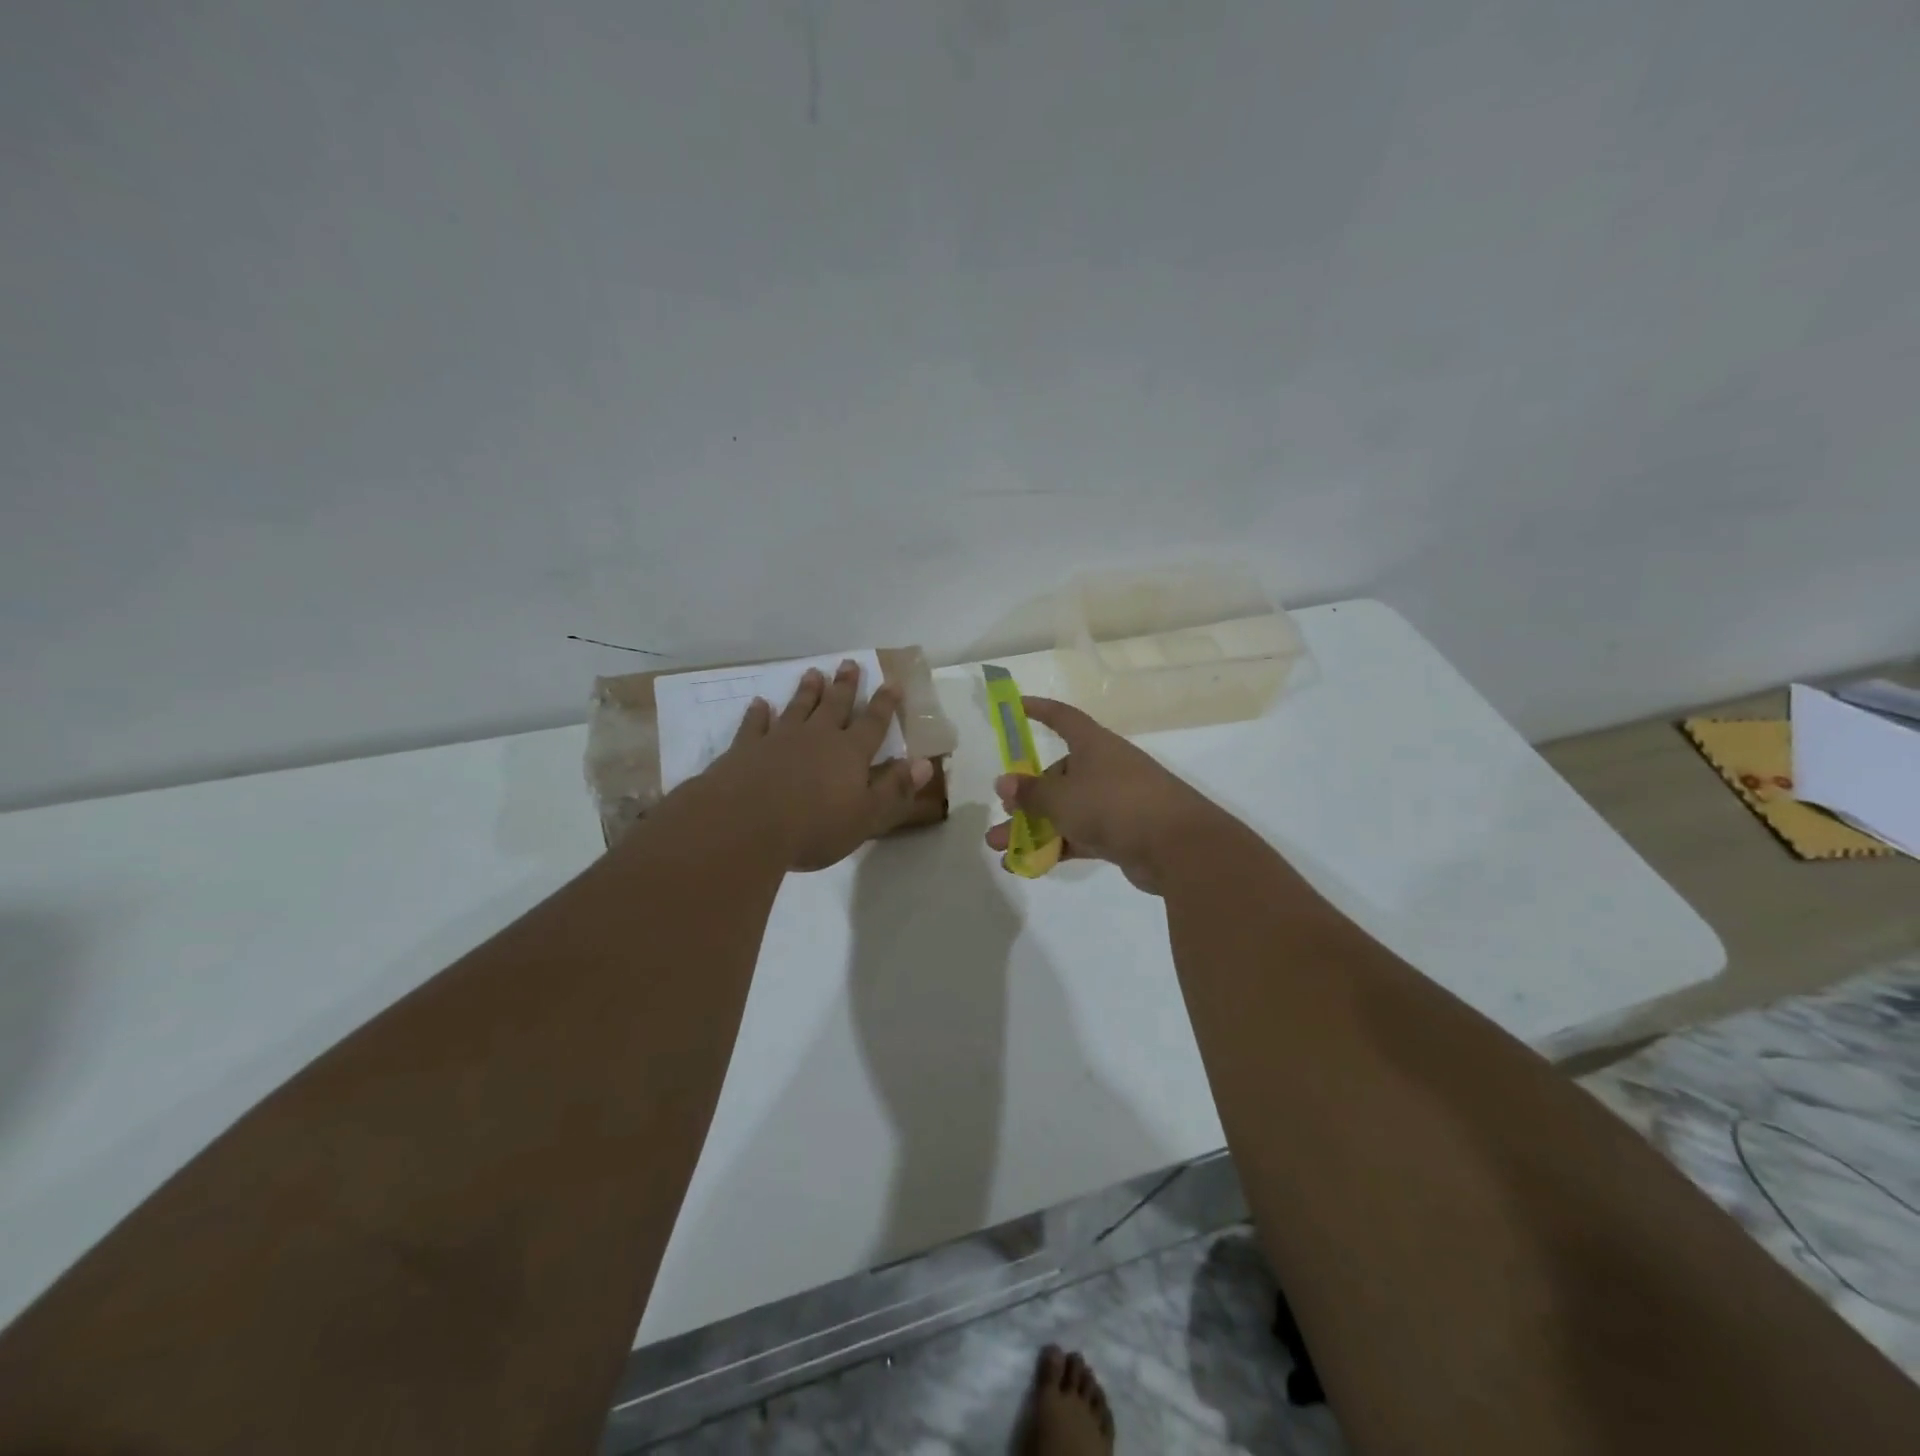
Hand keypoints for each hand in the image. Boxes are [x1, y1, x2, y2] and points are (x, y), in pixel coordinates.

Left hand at [701, 660, 934, 871]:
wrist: (745, 825)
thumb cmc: (814, 827)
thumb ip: (895, 788)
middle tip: (849, 663)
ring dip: (807, 691)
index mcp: (850, 753)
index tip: (893, 682)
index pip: (873, 723)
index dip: (885, 703)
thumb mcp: (866, 816)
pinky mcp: (746, 748)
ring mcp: (779, 738)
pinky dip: (758, 713)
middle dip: (845, 685)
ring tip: (813, 673)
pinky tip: (759, 704)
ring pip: (798, 707)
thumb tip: (925, 763)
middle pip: (835, 705)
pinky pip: (755, 724)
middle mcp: (817, 737)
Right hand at [984, 698, 1231, 892]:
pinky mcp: (1121, 833)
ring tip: (999, 847)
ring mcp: (1115, 802)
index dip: (1038, 710)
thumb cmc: (1114, 805)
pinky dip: (1055, 846)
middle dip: (1027, 796)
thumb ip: (1030, 792)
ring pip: (1066, 810)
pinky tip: (1027, 864)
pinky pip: (1079, 835)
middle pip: (1059, 775)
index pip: (1062, 718)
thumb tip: (1004, 782)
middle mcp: (1104, 768)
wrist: (1178, 847)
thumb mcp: (1062, 797)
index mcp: (1094, 745)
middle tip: (1004, 814)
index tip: (1015, 705)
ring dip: (1033, 827)